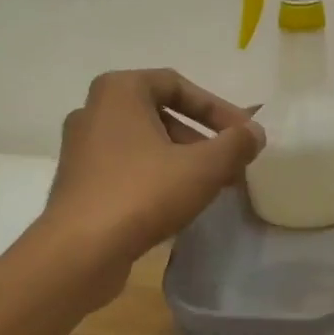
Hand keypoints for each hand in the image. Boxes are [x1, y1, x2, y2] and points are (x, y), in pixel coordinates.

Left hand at [41, 68, 263, 284]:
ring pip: (142, 146)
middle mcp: (93, 111)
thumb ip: (235, 145)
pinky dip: (154, 179)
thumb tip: (255, 133)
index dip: (217, 108)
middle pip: (159, 115)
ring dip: (179, 162)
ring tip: (208, 188)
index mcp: (118, 90)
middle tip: (228, 165)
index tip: (242, 135)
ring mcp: (80, 149)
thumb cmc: (143, 194)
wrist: (81, 250)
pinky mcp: (78, 184)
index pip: (177, 85)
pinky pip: (125, 170)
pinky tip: (175, 206)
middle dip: (200, 139)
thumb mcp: (203, 168)